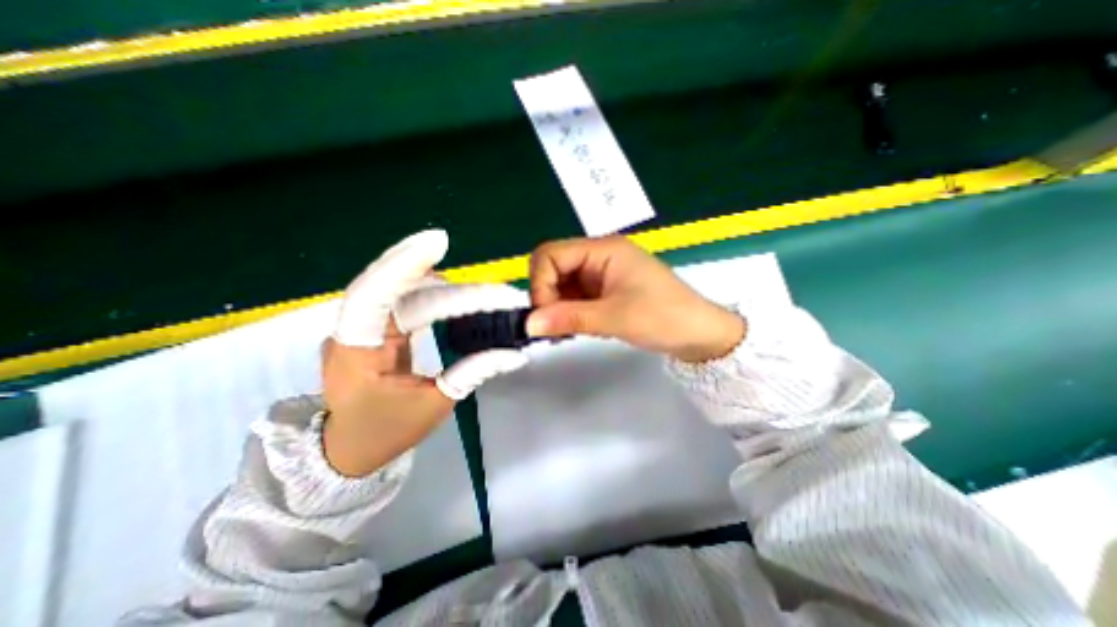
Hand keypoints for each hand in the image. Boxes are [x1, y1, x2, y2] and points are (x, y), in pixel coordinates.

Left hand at [322, 230, 529, 475]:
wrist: (349, 450)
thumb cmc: (386, 432)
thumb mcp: (435, 405)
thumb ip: (473, 372)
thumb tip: (515, 354)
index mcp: (355, 351)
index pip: (375, 295)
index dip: (404, 264)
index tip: (439, 241)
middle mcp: (354, 331)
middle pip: (397, 289)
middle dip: (445, 282)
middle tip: (489, 286)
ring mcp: (364, 327)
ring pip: (402, 291)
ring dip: (442, 288)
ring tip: (482, 295)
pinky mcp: (377, 328)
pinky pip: (404, 301)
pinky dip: (432, 293)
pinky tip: (454, 293)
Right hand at [527, 235, 749, 363]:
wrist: (699, 334)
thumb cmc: (663, 317)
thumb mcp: (614, 318)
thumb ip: (569, 318)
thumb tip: (529, 324)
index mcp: (603, 250)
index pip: (550, 255)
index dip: (540, 284)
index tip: (546, 315)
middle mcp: (599, 256)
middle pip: (553, 268)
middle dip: (547, 297)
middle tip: (554, 328)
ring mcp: (601, 274)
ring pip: (562, 285)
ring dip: (557, 308)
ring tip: (567, 332)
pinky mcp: (605, 291)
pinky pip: (575, 296)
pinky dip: (569, 312)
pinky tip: (576, 329)